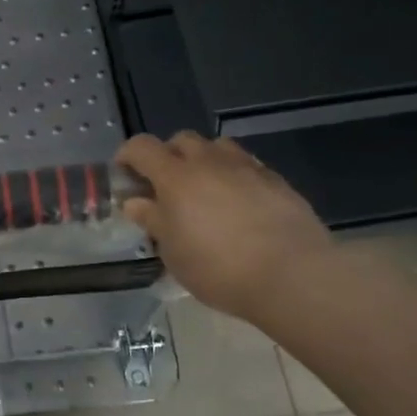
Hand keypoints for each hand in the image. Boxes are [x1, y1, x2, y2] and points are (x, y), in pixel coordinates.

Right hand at [116, 132, 332, 319]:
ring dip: (203, 160)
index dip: (128, 155)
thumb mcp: (174, 253)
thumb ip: (153, 221)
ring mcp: (246, 167)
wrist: (292, 275)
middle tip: (165, 185)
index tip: (124, 174)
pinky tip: (238, 203)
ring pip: (217, 147)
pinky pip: (246, 165)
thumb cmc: (219, 268)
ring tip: (204, 189)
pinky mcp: (276, 180)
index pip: (142, 147)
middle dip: (167, 156)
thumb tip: (135, 202)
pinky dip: (233, 175)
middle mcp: (209, 162)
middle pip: (181, 140)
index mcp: (176, 177)